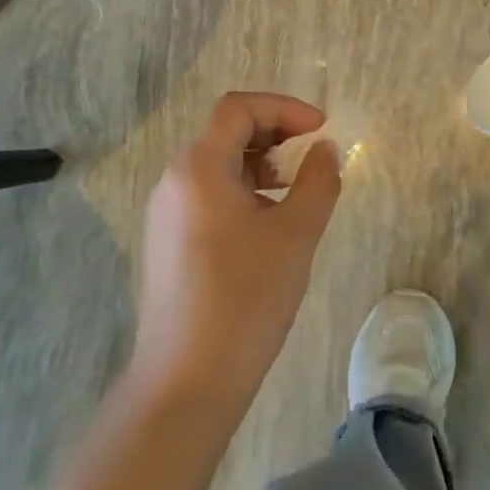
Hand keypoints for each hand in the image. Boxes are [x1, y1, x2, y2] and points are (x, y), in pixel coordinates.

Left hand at [130, 93, 342, 417]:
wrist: (186, 382)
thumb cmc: (245, 298)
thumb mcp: (296, 234)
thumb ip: (318, 180)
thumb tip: (324, 150)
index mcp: (198, 168)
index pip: (239, 108)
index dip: (284, 108)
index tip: (321, 130)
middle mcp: (174, 181)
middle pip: (226, 133)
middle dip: (275, 134)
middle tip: (312, 158)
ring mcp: (166, 214)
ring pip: (218, 166)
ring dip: (261, 164)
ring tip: (295, 193)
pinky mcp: (168, 243)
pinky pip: (208, 196)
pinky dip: (243, 191)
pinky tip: (268, 226)